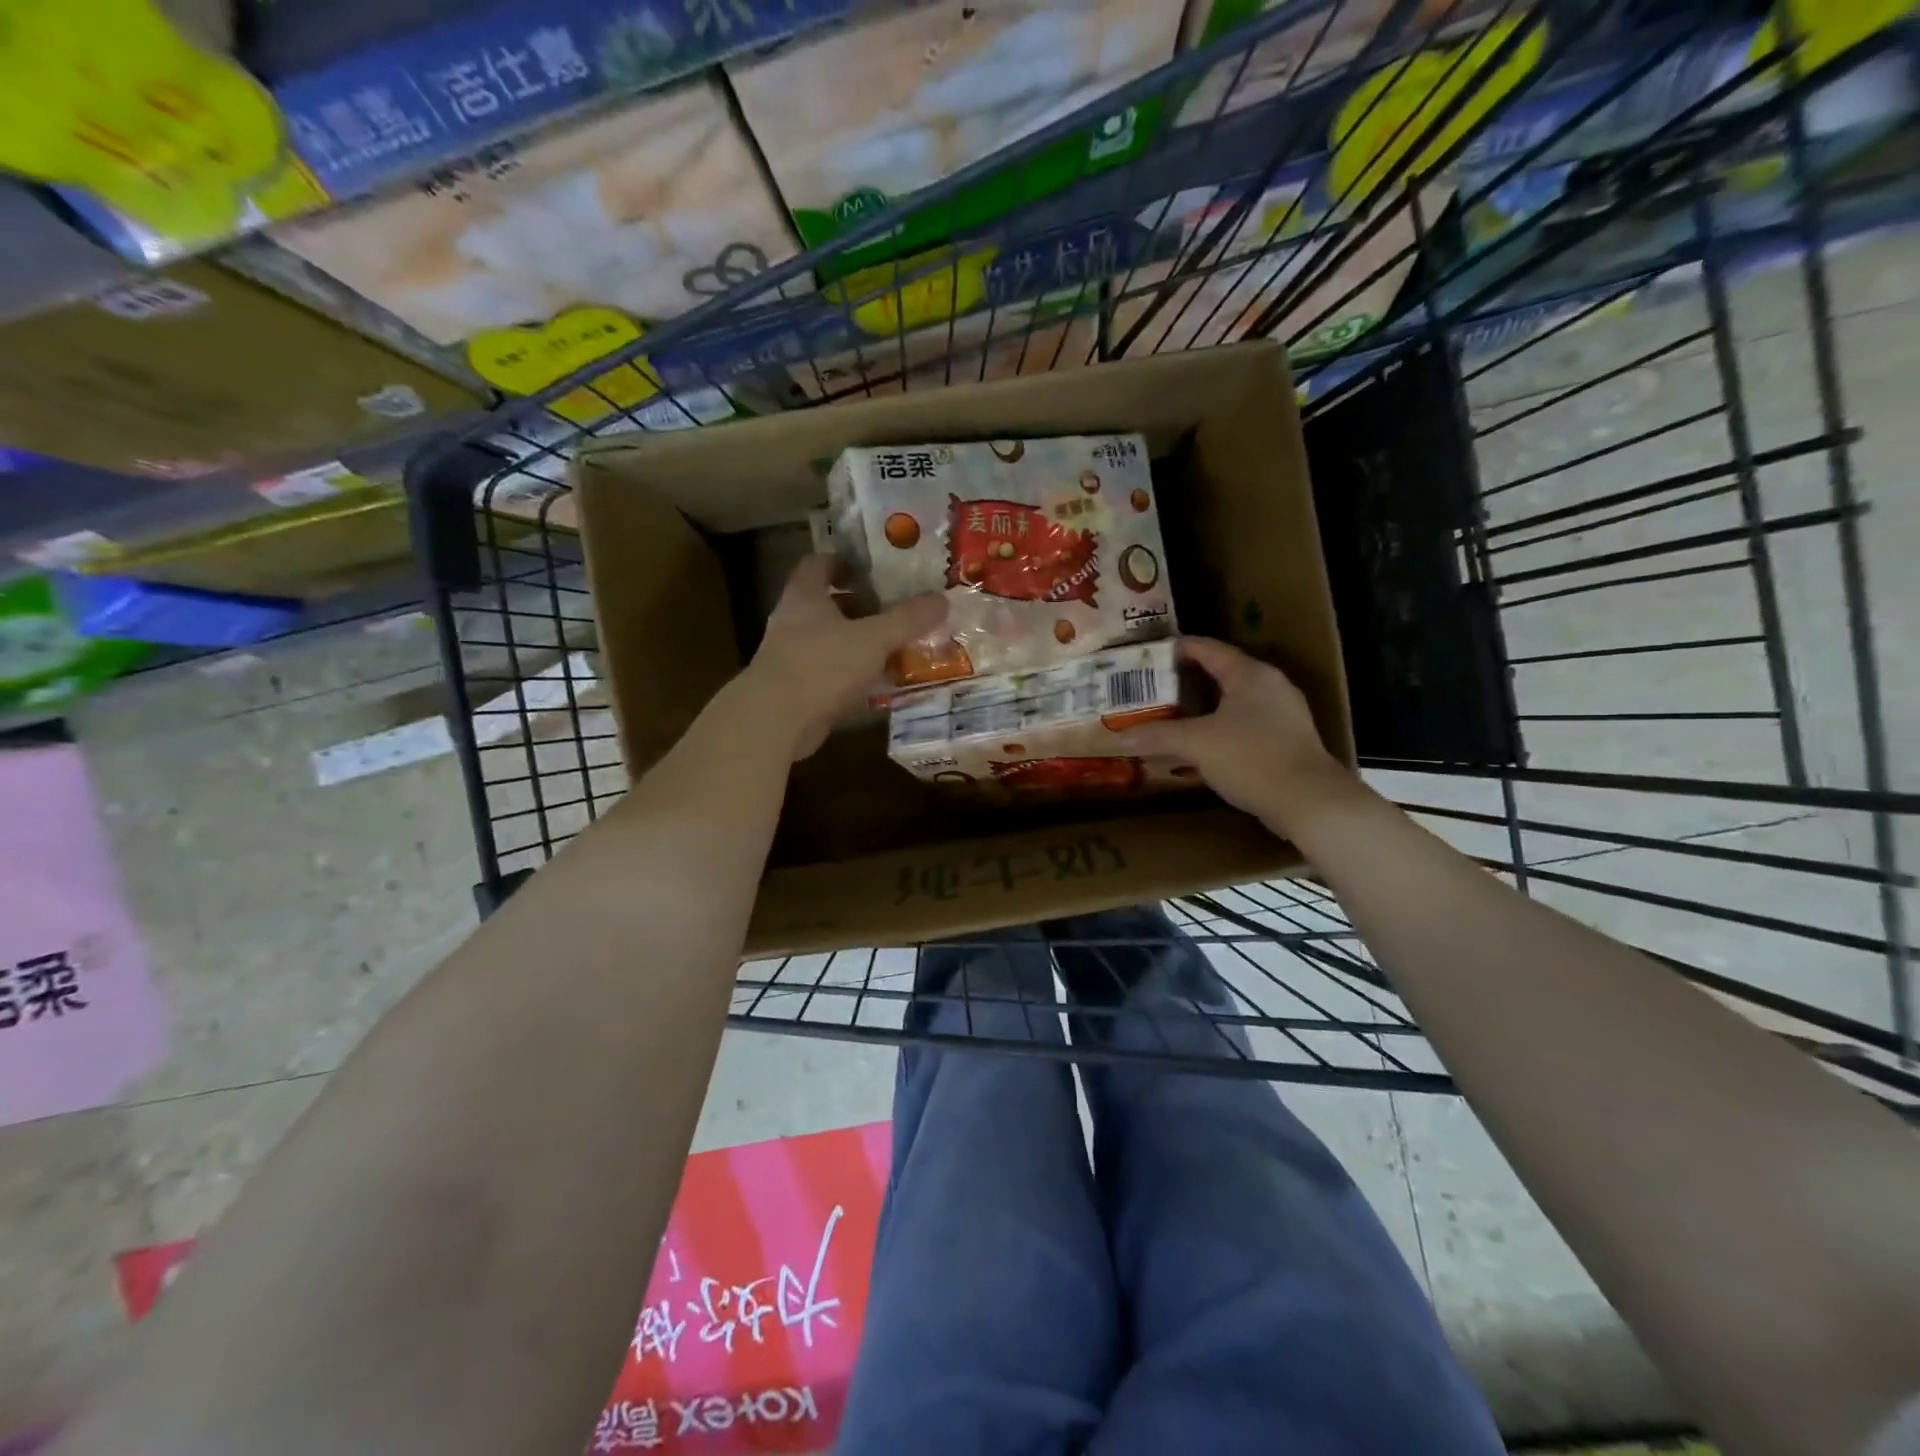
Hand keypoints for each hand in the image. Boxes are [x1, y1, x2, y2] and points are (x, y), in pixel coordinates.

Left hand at [745, 555, 947, 758]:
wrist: (775, 721)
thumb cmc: (822, 665)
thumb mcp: (874, 638)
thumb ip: (907, 619)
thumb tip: (942, 599)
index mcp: (805, 596)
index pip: (820, 564)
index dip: (846, 562)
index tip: (877, 570)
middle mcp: (793, 622)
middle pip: (829, 604)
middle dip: (863, 607)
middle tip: (899, 611)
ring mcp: (791, 658)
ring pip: (832, 642)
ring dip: (861, 644)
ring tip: (898, 647)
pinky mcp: (797, 691)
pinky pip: (831, 675)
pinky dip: (854, 677)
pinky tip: (881, 685)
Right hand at [1117, 637, 1361, 837]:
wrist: (1308, 802)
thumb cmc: (1251, 758)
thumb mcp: (1196, 744)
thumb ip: (1158, 736)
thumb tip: (1121, 738)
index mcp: (1250, 674)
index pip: (1208, 649)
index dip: (1177, 649)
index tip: (1149, 655)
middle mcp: (1271, 686)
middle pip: (1222, 673)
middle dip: (1187, 681)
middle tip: (1155, 689)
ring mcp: (1284, 714)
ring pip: (1235, 701)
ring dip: (1204, 708)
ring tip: (1173, 716)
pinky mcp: (1288, 741)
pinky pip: (1246, 724)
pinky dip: (1221, 728)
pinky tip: (1203, 746)